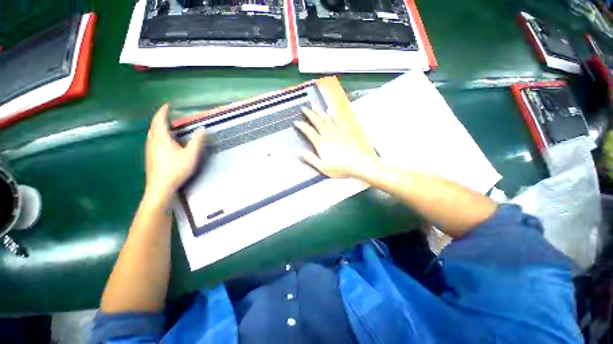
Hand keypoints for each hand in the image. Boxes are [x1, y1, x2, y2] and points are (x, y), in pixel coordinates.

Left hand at [145, 104, 205, 199]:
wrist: (160, 186)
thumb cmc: (176, 169)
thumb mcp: (191, 154)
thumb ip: (197, 141)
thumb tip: (202, 128)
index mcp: (161, 138)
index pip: (160, 120)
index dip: (163, 112)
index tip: (167, 105)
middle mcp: (152, 141)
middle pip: (153, 126)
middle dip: (159, 118)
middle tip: (167, 115)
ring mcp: (149, 150)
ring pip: (151, 134)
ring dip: (157, 127)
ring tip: (166, 127)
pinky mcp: (149, 157)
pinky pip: (152, 140)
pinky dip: (157, 135)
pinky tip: (163, 142)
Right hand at [294, 107, 377, 178]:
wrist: (358, 164)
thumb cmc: (339, 168)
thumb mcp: (323, 167)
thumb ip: (311, 159)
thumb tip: (299, 152)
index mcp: (321, 143)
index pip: (309, 132)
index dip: (302, 126)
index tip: (296, 122)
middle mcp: (328, 134)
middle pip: (317, 121)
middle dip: (309, 114)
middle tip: (304, 108)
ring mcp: (337, 131)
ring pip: (326, 118)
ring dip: (319, 111)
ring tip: (314, 106)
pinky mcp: (345, 131)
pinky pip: (337, 119)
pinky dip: (333, 114)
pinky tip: (330, 110)